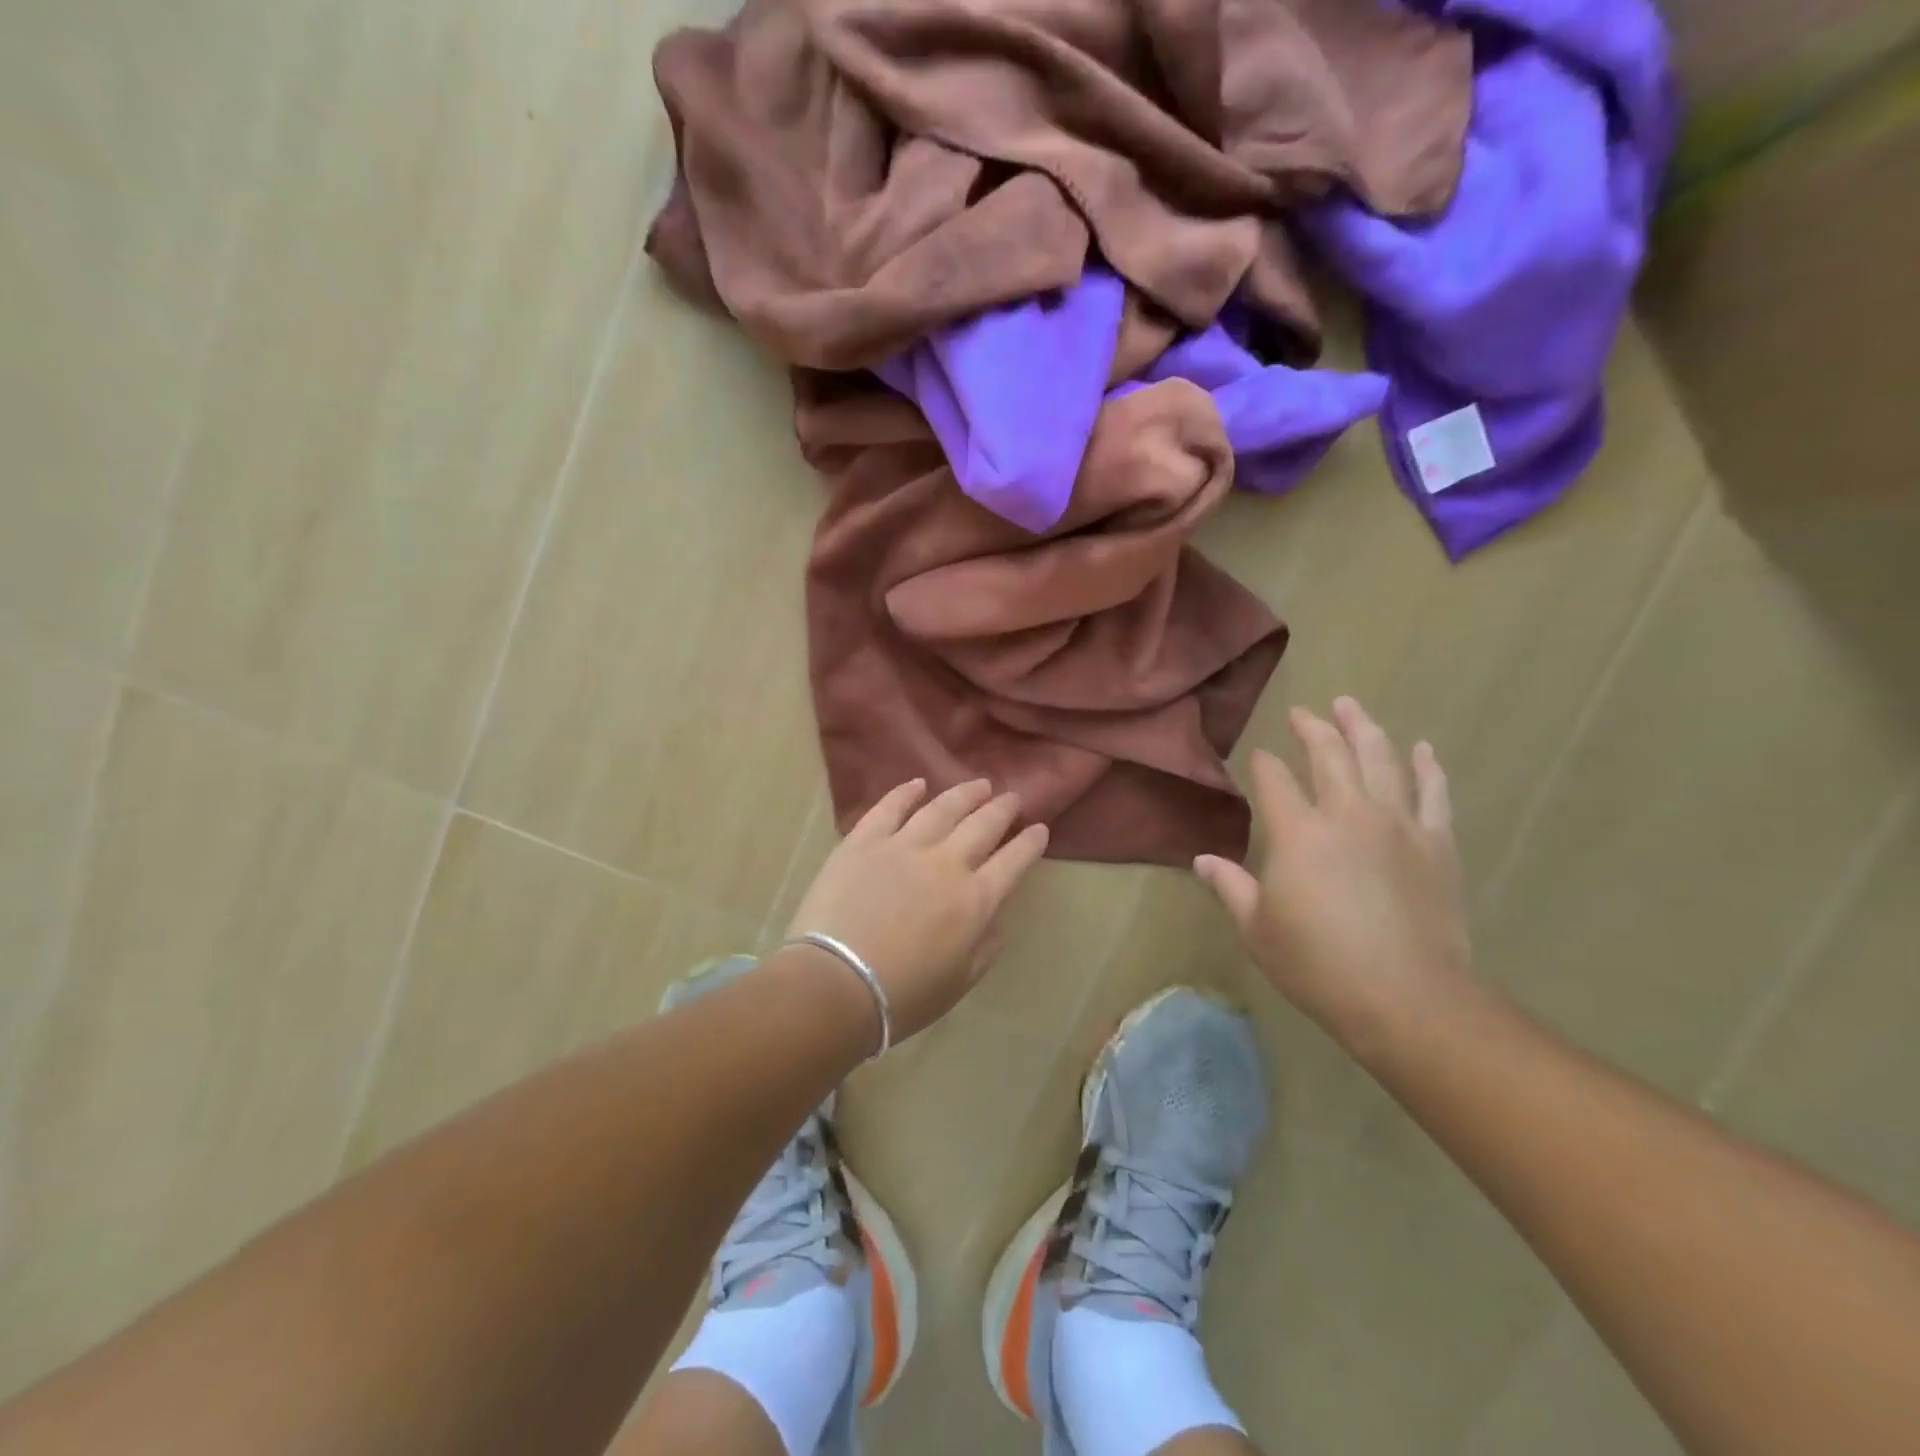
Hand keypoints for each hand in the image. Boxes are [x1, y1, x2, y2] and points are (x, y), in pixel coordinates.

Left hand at [787, 779, 1049, 1043]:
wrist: (835, 985)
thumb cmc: (902, 997)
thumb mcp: (959, 983)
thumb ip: (985, 947)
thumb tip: (995, 920)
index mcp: (974, 901)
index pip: (1013, 862)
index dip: (1030, 843)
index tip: (1039, 828)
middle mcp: (945, 864)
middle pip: (982, 825)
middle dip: (1002, 809)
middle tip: (1012, 797)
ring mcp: (902, 847)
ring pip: (941, 809)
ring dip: (964, 794)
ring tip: (978, 784)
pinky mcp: (863, 842)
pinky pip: (889, 809)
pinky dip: (905, 793)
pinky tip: (918, 784)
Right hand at [1194, 698, 1475, 1047]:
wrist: (1408, 998)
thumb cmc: (1318, 964)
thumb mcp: (1257, 929)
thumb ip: (1230, 887)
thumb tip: (1202, 859)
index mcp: (1297, 833)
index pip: (1275, 781)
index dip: (1265, 764)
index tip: (1260, 756)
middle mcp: (1347, 814)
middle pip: (1329, 754)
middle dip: (1313, 728)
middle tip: (1304, 712)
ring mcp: (1398, 825)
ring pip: (1381, 759)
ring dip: (1364, 728)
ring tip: (1351, 706)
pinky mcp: (1437, 843)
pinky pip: (1433, 793)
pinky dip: (1427, 767)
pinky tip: (1421, 749)